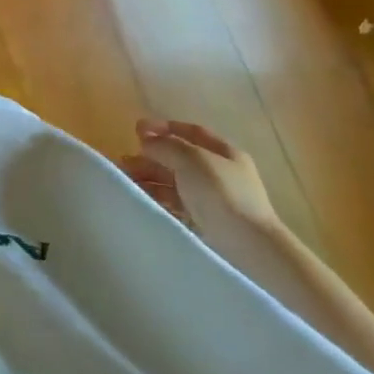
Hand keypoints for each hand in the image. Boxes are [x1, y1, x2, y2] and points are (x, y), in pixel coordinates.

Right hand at [120, 120, 281, 245]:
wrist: (248, 246)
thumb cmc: (221, 193)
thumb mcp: (191, 160)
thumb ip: (165, 146)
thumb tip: (146, 140)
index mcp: (224, 152)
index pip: (190, 132)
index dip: (163, 127)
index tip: (136, 130)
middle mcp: (220, 172)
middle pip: (180, 157)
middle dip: (152, 156)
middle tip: (125, 160)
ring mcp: (215, 198)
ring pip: (177, 181)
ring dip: (151, 177)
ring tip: (127, 180)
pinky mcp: (208, 222)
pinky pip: (178, 202)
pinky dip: (159, 197)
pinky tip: (143, 198)